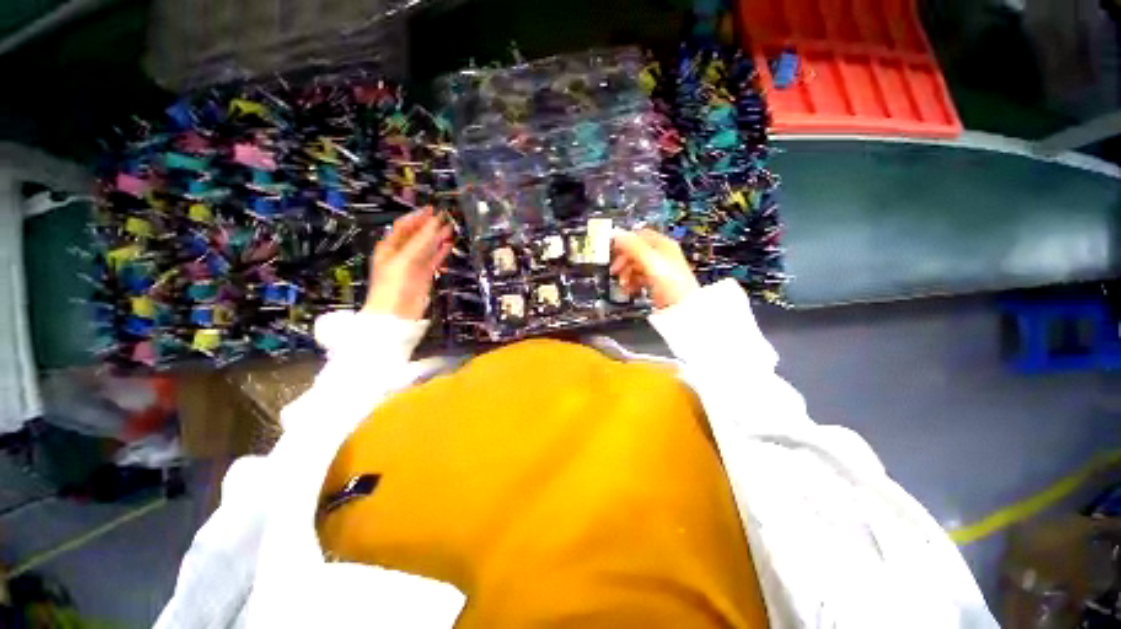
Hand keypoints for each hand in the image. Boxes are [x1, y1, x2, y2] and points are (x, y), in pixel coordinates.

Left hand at [363, 207, 452, 319]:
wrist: (396, 313)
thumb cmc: (392, 286)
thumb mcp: (405, 259)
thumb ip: (421, 241)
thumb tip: (435, 223)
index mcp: (390, 247)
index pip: (405, 226)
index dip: (418, 217)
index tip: (432, 209)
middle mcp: (402, 254)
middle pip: (418, 235)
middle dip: (431, 226)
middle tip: (445, 218)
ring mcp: (414, 265)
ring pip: (428, 247)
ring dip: (438, 238)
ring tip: (450, 229)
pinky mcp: (424, 275)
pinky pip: (434, 259)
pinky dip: (441, 252)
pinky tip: (448, 245)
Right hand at [611, 229, 699, 308]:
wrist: (682, 309)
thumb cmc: (673, 285)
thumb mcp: (651, 262)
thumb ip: (633, 246)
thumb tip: (617, 233)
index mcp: (663, 245)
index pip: (639, 235)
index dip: (624, 241)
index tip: (612, 249)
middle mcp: (661, 256)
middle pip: (634, 252)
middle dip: (622, 260)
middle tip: (614, 270)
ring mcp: (658, 270)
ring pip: (635, 266)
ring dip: (625, 273)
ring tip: (622, 283)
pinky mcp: (655, 283)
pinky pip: (638, 279)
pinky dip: (630, 283)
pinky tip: (628, 289)